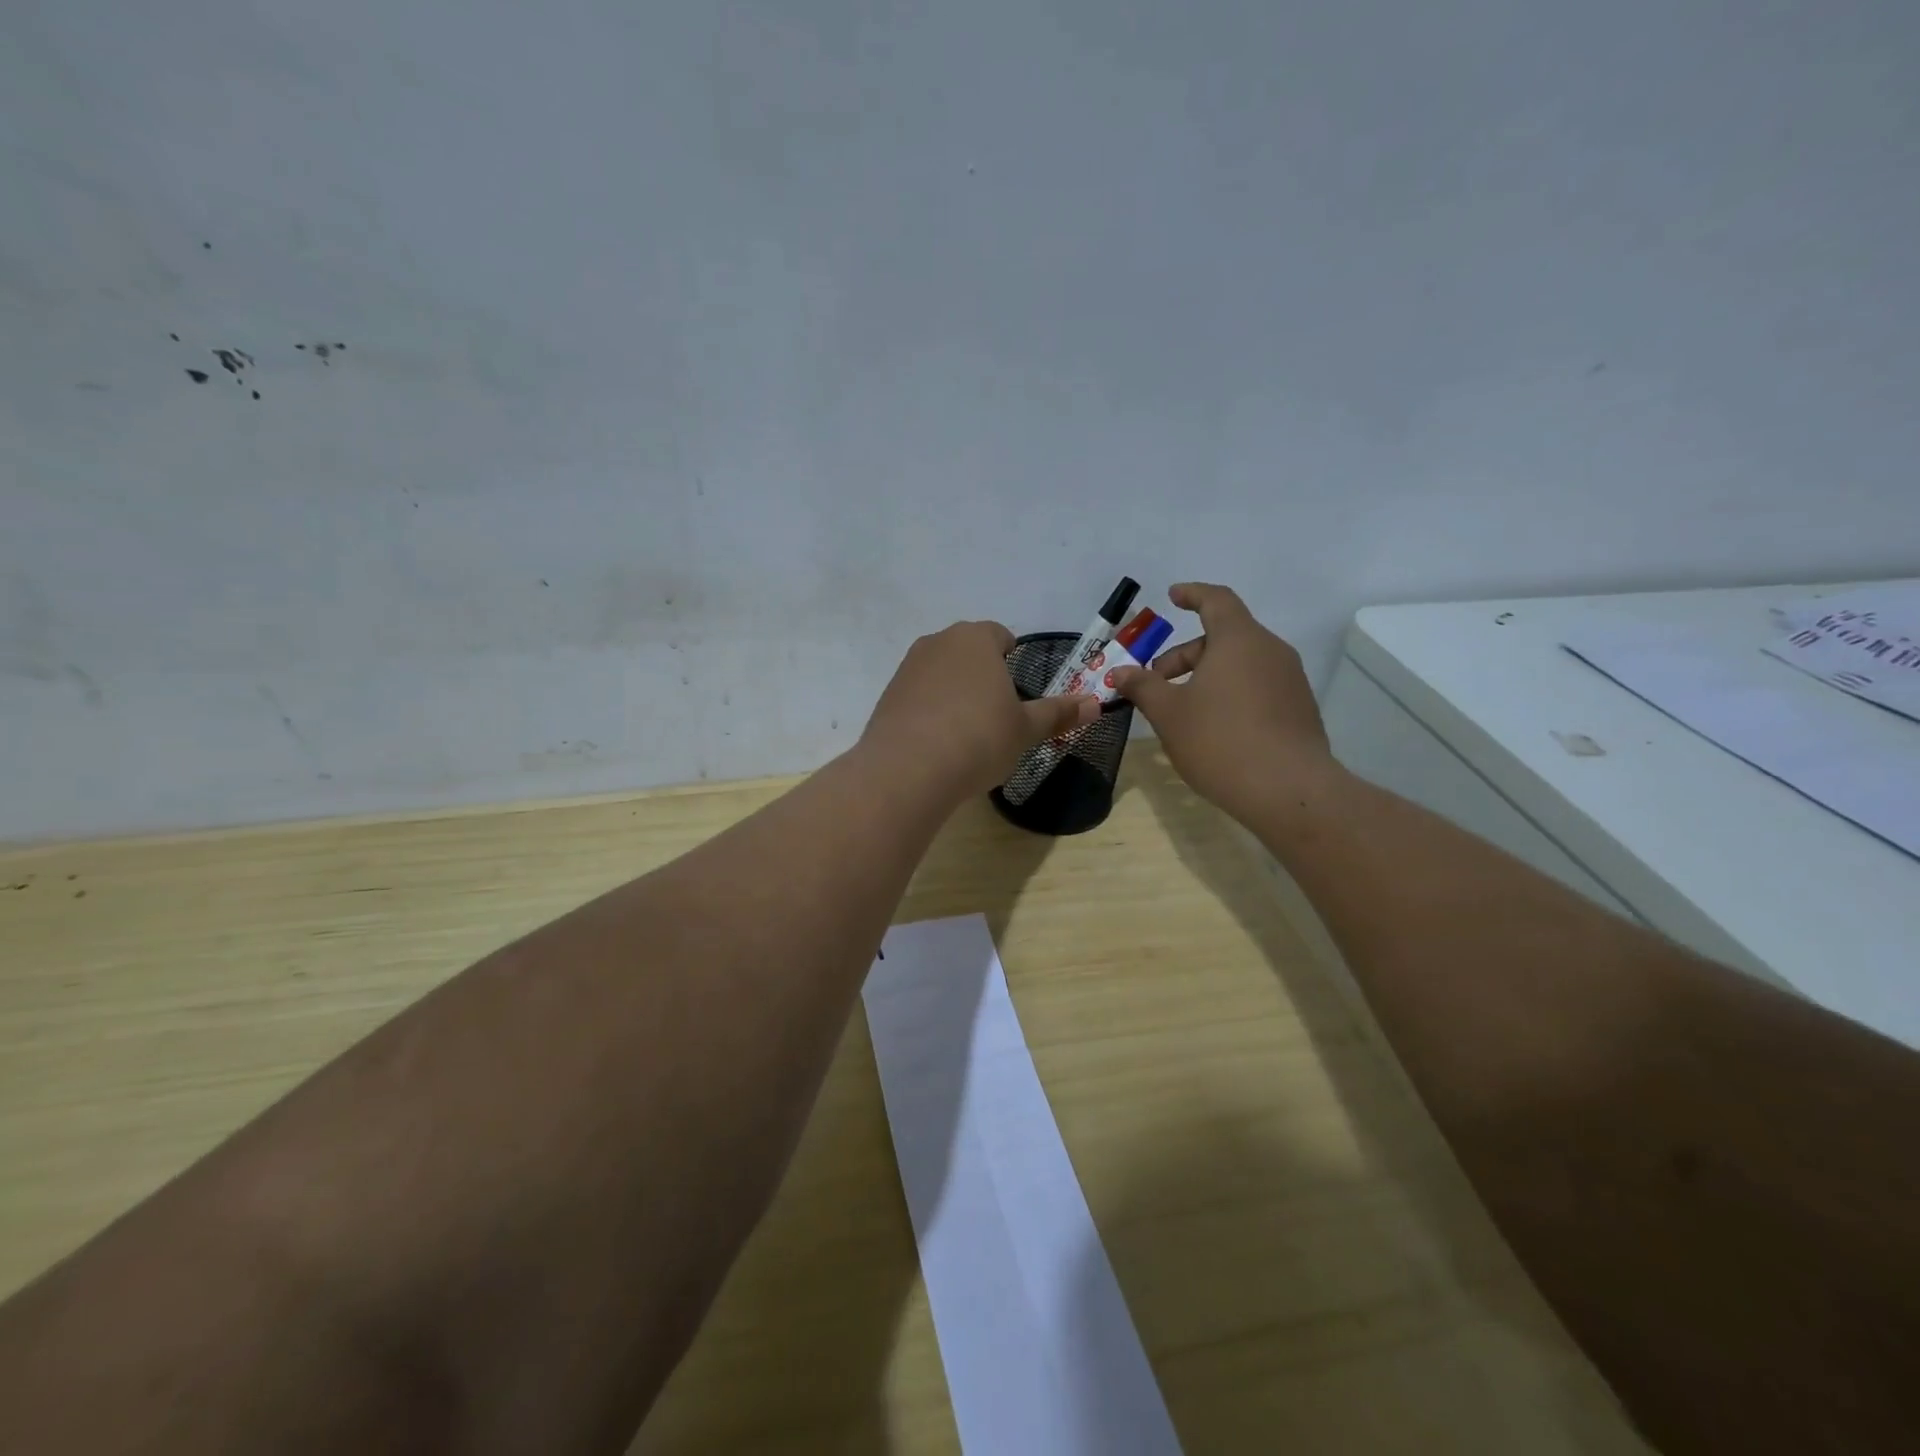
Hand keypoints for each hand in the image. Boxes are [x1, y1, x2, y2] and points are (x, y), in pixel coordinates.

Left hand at [863, 621, 1098, 799]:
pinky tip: (939, 744)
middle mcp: (938, 642)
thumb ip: (1058, 714)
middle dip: (983, 675)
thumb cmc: (979, 738)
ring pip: (941, 673)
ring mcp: (907, 668)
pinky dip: (931, 712)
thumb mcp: (1025, 730)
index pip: (999, 635)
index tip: (1017, 689)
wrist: (908, 770)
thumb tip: (1095, 704)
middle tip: (998, 713)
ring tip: (967, 732)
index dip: (1012, 658)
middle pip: (967, 652)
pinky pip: (918, 697)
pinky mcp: (887, 696)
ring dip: (955, 693)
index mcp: (975, 639)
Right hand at [1109, 584, 1339, 823]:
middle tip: (1156, 682)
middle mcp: (1270, 651)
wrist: (1289, 791)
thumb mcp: (1169, 713)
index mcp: (1239, 640)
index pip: (1216, 600)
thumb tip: (1120, 671)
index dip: (1192, 594)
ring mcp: (1289, 681)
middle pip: (1223, 637)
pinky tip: (1212, 728)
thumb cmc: (1220, 741)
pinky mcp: (1298, 709)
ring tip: (1180, 709)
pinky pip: (1257, 687)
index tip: (1172, 596)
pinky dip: (1230, 693)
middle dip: (1184, 655)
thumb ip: (1143, 686)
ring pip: (1240, 664)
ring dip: (1206, 676)